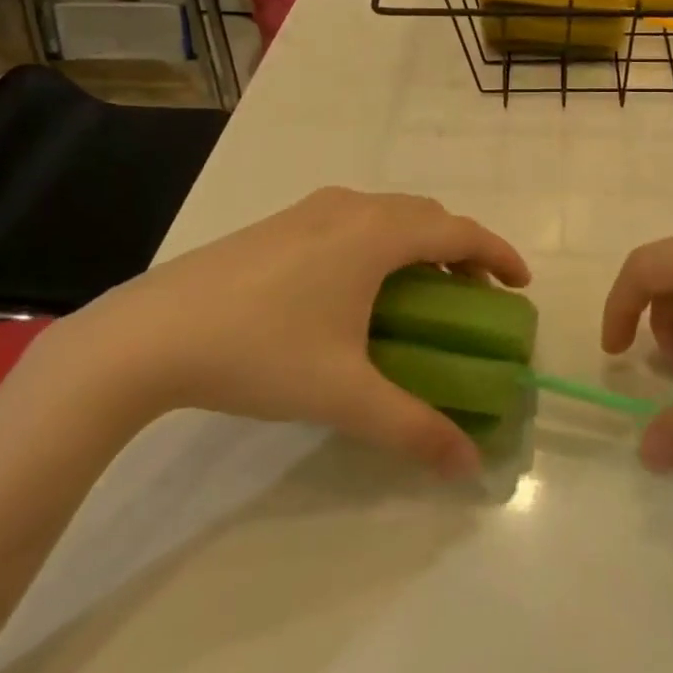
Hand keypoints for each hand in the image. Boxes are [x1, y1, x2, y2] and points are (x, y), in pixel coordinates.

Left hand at [58, 188, 529, 477]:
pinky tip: (358, 288)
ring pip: (387, 213)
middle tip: (475, 295)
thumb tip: (468, 465)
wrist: (150, 334)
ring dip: (419, 243)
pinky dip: (381, 241)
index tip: (522, 284)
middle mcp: (350, 207)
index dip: (499, 254)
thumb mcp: (344, 395)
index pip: (459, 233)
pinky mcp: (279, 222)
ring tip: (422, 291)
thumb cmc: (260, 351)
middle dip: (461, 250)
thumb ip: (413, 428)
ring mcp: (310, 209)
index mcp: (376, 234)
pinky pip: (353, 219)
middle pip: (427, 215)